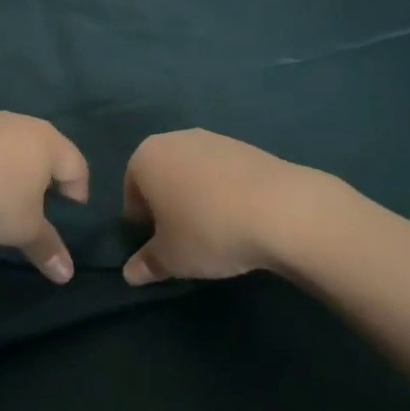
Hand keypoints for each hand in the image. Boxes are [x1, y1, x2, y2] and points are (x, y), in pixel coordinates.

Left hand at [0, 113, 87, 282]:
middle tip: (43, 201)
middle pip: (44, 147)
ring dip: (14, 166)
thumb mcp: (24, 229)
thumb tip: (67, 274)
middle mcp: (20, 123)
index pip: (76, 164)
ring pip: (11, 143)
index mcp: (47, 142)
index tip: (72, 211)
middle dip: (46, 173)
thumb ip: (47, 247)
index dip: (78, 189)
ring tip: (6, 193)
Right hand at [121, 130, 318, 283]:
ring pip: (192, 173)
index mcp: (146, 157)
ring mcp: (212, 138)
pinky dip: (223, 192)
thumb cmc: (208, 230)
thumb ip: (147, 263)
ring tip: (216, 231)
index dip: (141, 224)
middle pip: (162, 177)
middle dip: (168, 206)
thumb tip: (130, 273)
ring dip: (197, 198)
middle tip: (184, 240)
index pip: (131, 193)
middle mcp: (175, 139)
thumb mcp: (171, 258)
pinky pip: (222, 173)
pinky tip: (239, 218)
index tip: (160, 247)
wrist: (280, 209)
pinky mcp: (244, 146)